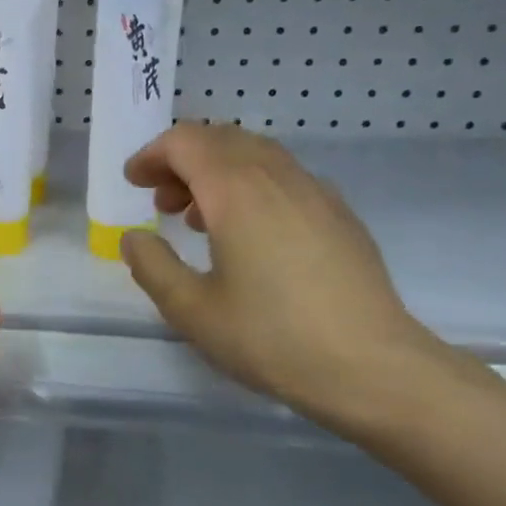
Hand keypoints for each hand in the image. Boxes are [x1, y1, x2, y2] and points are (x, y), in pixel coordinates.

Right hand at [119, 124, 440, 430]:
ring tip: (198, 219)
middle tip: (161, 201)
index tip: (134, 182)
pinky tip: (248, 234)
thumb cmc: (270, 338)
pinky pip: (284, 177)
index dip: (152, 155)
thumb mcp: (191, 310)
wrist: (371, 366)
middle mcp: (277, 177)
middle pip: (222, 139)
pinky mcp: (339, 215)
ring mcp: (315, 192)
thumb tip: (135, 237)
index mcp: (236, 192)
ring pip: (256, 155)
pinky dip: (251, 186)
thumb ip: (152, 266)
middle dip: (182, 160)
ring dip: (217, 171)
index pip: (186, 142)